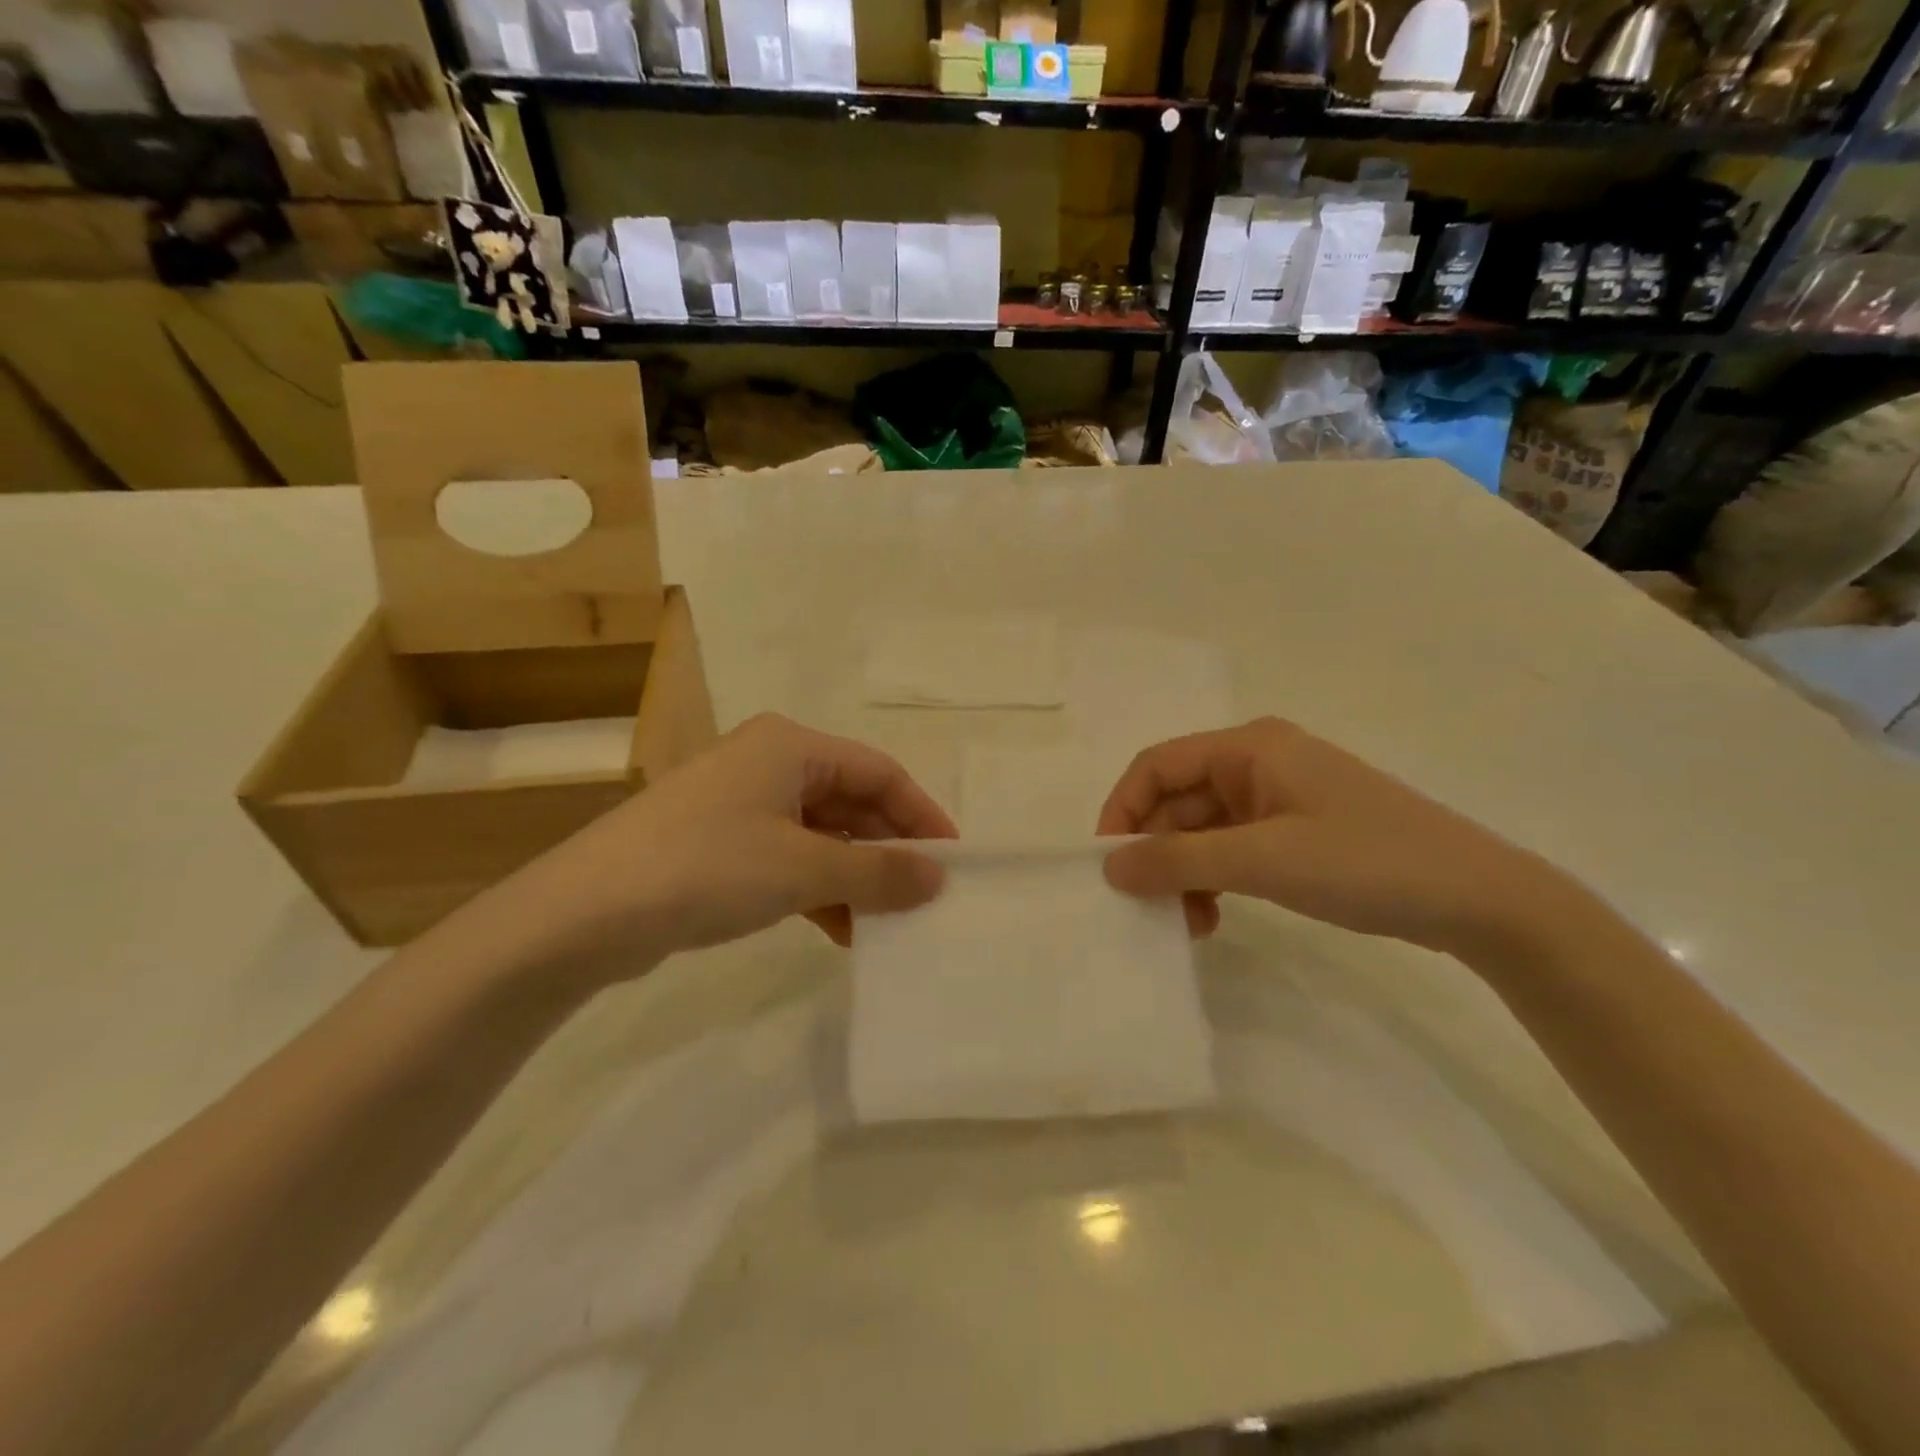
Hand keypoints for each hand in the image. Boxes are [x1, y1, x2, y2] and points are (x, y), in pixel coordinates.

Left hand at [502, 714, 955, 984]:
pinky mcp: (720, 845)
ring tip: (887, 922)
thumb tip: (938, 878)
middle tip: (923, 897)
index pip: (879, 772)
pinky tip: (841, 930)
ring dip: (855, 876)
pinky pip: (789, 860)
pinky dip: (818, 890)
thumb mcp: (803, 868)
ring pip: (821, 835)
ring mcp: (741, 805)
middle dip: (888, 850)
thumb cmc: (708, 867)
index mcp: (791, 746)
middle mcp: (768, 764)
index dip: (921, 814)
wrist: (585, 913)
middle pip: (851, 802)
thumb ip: (878, 872)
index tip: (953, 860)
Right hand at [1097, 718, 1569, 957]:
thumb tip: (1109, 866)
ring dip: (1185, 873)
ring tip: (1188, 923)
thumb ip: (1179, 860)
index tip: (1109, 865)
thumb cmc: (1366, 863)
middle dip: (1158, 852)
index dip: (1122, 810)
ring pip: (1202, 830)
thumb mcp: (1263, 859)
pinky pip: (1232, 849)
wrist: (1480, 901)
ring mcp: (1279, 798)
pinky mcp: (1296, 832)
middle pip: (1177, 800)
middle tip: (1149, 908)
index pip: (1157, 766)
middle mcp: (1258, 763)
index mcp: (1249, 748)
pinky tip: (1214, 917)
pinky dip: (1214, 880)